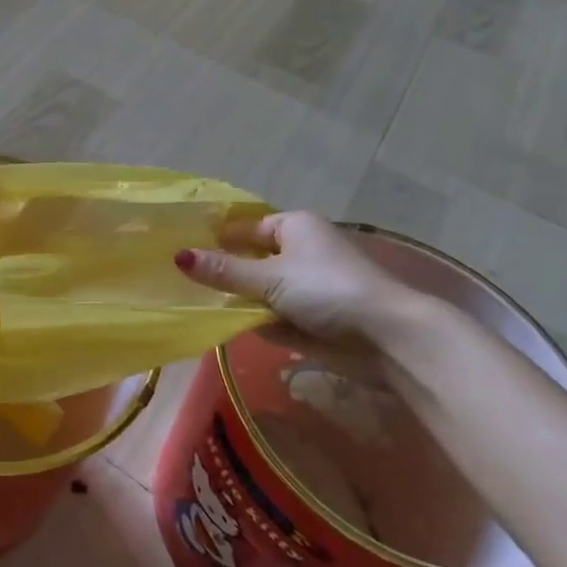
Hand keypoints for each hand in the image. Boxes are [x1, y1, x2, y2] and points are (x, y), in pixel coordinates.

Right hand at [175, 211, 417, 341]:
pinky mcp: (313, 319)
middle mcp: (301, 252)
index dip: (217, 238)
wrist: (389, 339)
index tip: (182, 251)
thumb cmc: (327, 290)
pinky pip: (274, 316)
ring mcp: (308, 287)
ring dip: (239, 300)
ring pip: (261, 290)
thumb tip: (178, 256)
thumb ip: (223, 270)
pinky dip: (257, 322)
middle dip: (225, 272)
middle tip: (182, 281)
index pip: (246, 228)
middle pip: (252, 259)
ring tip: (195, 305)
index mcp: (294, 227)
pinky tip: (227, 327)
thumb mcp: (268, 277)